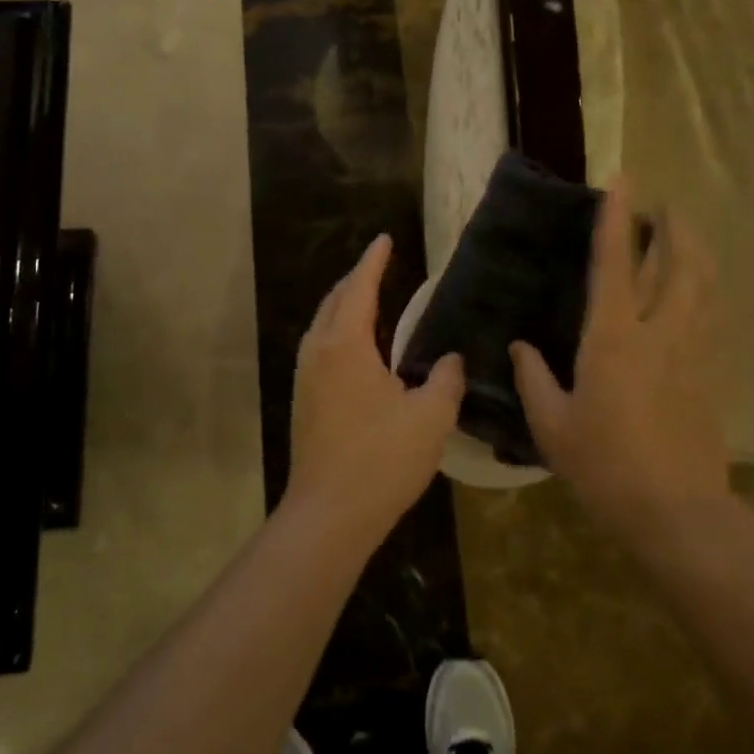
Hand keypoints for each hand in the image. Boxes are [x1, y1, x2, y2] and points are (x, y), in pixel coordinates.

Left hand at [287, 234, 464, 548]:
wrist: (329, 514)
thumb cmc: (382, 458)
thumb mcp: (431, 416)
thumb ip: (445, 379)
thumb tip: (450, 359)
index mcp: (347, 345)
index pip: (360, 289)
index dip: (373, 262)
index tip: (384, 239)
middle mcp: (319, 353)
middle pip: (334, 302)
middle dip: (355, 280)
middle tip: (378, 266)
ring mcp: (305, 379)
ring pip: (321, 326)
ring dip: (342, 306)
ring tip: (366, 301)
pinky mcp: (303, 403)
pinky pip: (319, 349)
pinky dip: (337, 332)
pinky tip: (355, 351)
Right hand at [510, 179, 730, 537]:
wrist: (676, 510)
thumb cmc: (604, 465)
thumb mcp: (552, 425)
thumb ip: (533, 378)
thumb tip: (518, 347)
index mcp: (614, 337)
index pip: (616, 263)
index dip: (617, 218)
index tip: (621, 180)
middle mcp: (660, 330)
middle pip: (678, 260)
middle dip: (672, 224)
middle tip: (660, 206)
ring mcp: (693, 349)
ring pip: (703, 281)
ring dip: (694, 249)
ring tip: (681, 234)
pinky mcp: (712, 370)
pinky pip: (711, 312)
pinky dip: (704, 287)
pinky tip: (696, 289)